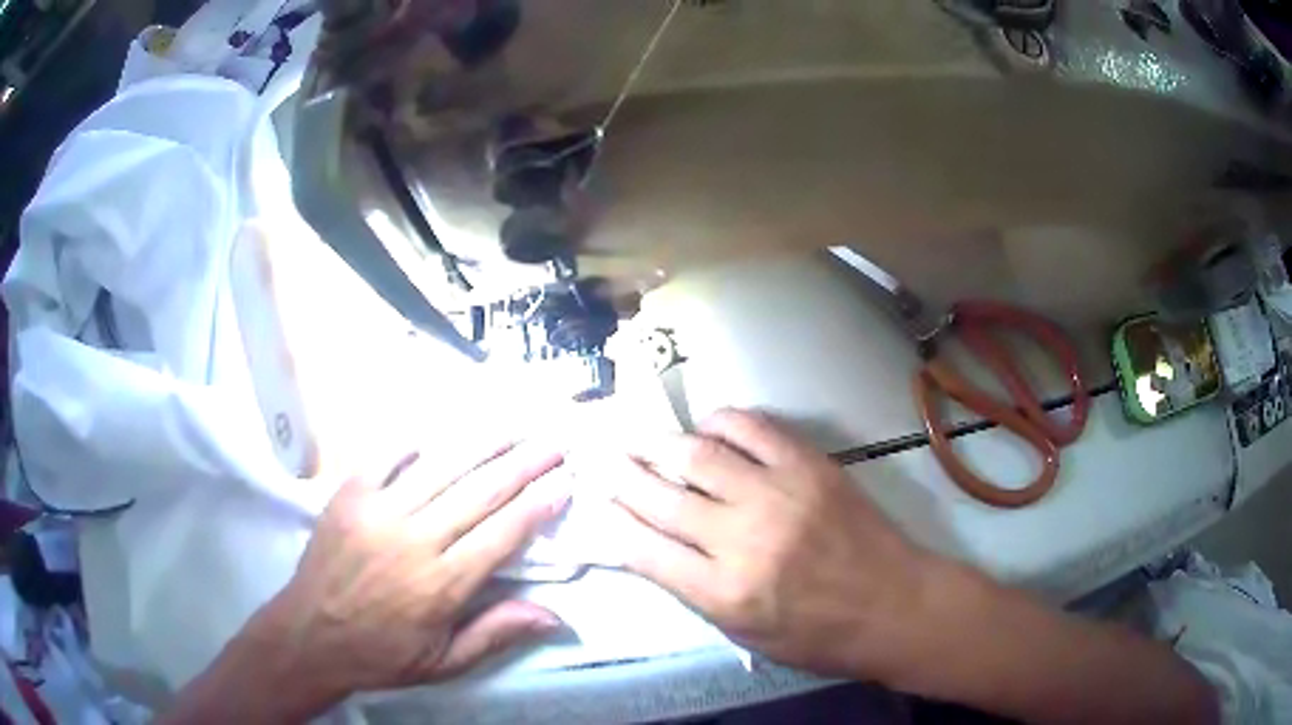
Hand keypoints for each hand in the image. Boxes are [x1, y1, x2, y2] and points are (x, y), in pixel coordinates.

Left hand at [247, 440, 570, 707]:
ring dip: (482, 444)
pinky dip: (414, 441)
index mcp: (440, 585)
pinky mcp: (348, 495)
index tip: (565, 484)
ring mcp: (377, 511)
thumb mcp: (444, 663)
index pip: (501, 536)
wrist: (309, 635)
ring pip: (440, 467)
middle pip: (479, 493)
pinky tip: (438, 432)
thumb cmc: (381, 654)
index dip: (537, 507)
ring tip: (513, 426)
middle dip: (523, 465)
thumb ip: (495, 634)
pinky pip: (385, 456)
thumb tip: (554, 615)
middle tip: (554, 443)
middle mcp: (414, 540)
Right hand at [608, 409, 942, 680]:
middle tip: (602, 460)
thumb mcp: (745, 634)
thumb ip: (696, 591)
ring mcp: (777, 495)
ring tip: (642, 440)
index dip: (611, 523)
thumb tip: (654, 548)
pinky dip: (721, 421)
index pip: (643, 550)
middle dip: (622, 476)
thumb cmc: (818, 634)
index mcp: (723, 592)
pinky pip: (753, 429)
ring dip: (661, 444)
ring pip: (699, 456)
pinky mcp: (809, 466)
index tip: (594, 504)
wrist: (893, 605)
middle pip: (661, 497)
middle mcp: (741, 539)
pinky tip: (707, 425)